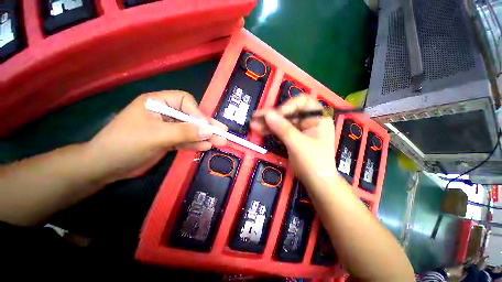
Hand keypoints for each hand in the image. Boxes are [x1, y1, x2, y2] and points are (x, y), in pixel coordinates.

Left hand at [87, 90, 226, 182]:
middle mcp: (165, 113)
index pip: (185, 101)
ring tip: (220, 142)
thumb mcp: (156, 136)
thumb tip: (209, 131)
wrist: (106, 167)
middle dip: (207, 126)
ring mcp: (168, 128)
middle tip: (223, 132)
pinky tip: (207, 146)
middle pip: (191, 117)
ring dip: (205, 137)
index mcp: (158, 103)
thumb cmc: (126, 144)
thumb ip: (184, 132)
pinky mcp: (168, 141)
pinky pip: (186, 140)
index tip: (205, 127)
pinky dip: (196, 143)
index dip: (197, 113)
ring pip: (191, 130)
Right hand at [250, 95, 337, 189]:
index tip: (276, 115)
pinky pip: (280, 130)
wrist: (316, 182)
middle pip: (288, 112)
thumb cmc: (313, 162)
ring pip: (282, 121)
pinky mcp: (292, 137)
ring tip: (253, 123)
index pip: (302, 102)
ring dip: (267, 123)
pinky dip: (270, 130)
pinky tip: (258, 129)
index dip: (288, 105)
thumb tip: (267, 114)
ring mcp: (299, 129)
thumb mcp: (298, 144)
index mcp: (317, 118)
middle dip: (272, 115)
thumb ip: (283, 128)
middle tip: (256, 116)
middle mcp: (308, 120)